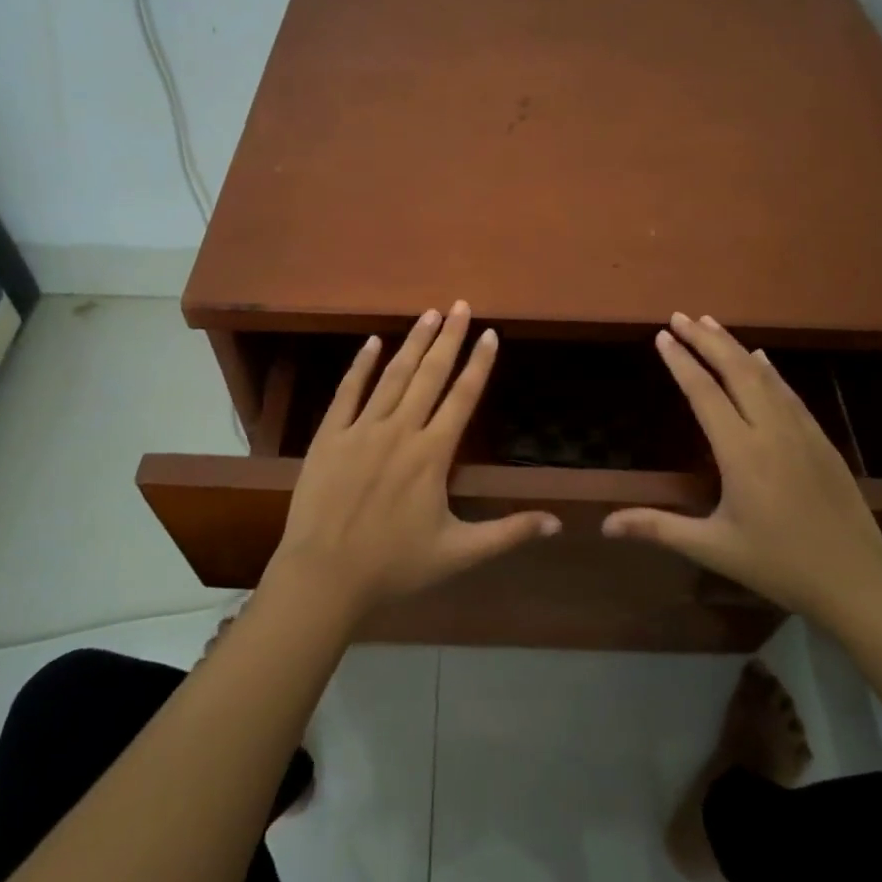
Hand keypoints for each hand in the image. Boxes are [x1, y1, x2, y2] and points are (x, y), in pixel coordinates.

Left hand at [268, 301, 560, 617]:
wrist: (324, 577)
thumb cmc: (394, 566)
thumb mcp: (458, 553)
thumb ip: (508, 533)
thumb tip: (558, 523)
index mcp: (432, 455)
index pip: (463, 397)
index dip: (479, 363)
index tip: (490, 333)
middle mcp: (400, 431)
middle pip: (430, 375)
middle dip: (449, 338)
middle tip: (460, 304)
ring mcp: (361, 430)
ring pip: (393, 376)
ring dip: (413, 343)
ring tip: (430, 314)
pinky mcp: (329, 436)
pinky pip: (347, 392)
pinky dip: (361, 365)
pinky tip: (372, 341)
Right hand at [603, 313, 881, 624]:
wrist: (857, 580)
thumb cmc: (779, 565)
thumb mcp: (713, 548)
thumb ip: (658, 529)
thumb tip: (605, 526)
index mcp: (741, 453)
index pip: (705, 393)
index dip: (681, 362)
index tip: (662, 336)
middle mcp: (770, 431)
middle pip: (735, 371)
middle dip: (705, 340)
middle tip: (680, 316)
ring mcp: (800, 432)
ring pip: (763, 376)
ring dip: (734, 347)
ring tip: (710, 324)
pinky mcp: (820, 439)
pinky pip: (788, 392)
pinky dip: (769, 370)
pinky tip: (760, 359)